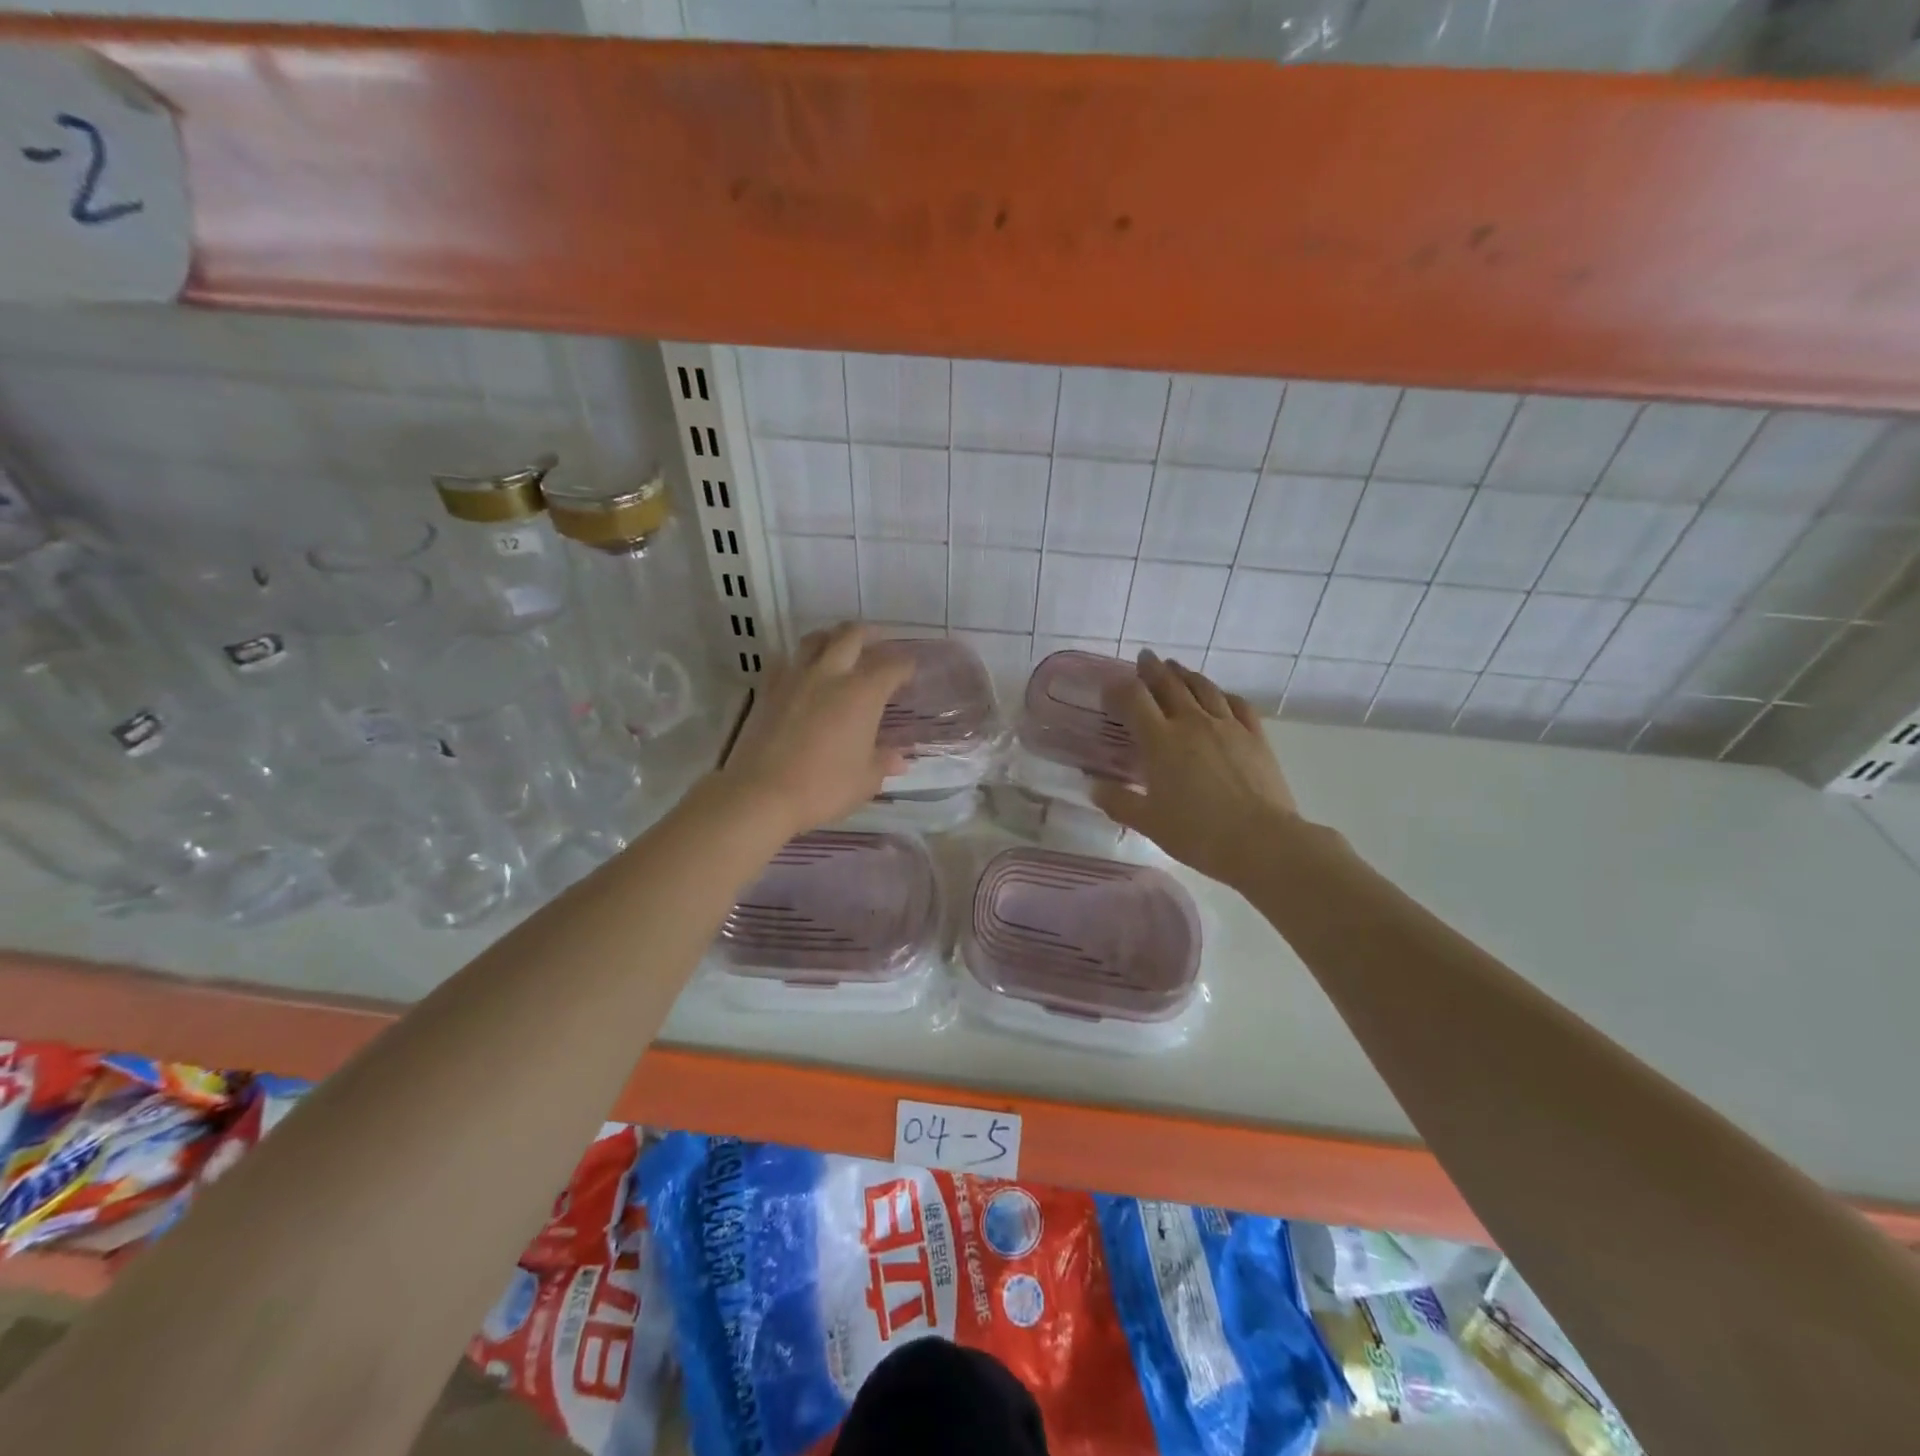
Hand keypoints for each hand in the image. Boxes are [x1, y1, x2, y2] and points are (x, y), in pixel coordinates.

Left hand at [710, 623, 914, 837]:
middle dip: (869, 634)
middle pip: (851, 635)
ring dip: (832, 637)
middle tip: (878, 642)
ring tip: (840, 647)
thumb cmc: (823, 787)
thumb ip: (883, 762)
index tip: (910, 672)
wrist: (761, 793)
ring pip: (815, 639)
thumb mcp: (865, 781)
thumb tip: (899, 758)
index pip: (891, 666)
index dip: (905, 666)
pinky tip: (801, 673)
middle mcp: (830, 674)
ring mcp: (795, 678)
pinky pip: (785, 661)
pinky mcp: (767, 689)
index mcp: (862, 693)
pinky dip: (798, 660)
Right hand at [1090, 651, 1301, 888]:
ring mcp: (1227, 726)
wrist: (1261, 841)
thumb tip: (1093, 785)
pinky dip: (1223, 693)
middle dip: (1152, 669)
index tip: (1109, 686)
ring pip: (1203, 687)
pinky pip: (1237, 703)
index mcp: (1160, 741)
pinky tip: (1219, 694)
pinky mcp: (1255, 736)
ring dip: (1185, 674)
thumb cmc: (1197, 834)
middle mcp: (1191, 723)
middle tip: (1144, 658)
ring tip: (1175, 668)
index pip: (1133, 699)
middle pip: (1168, 684)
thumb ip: (1118, 801)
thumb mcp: (1148, 822)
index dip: (1118, 688)